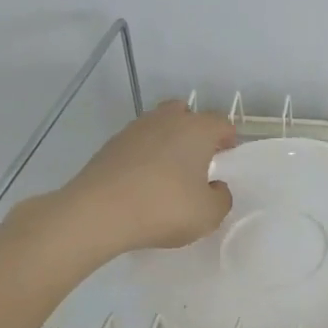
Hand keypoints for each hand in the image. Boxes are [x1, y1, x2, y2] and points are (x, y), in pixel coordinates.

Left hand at [53, 101, 235, 253]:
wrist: (99, 213)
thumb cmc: (165, 208)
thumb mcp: (209, 214)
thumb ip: (221, 198)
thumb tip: (215, 187)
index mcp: (197, 129)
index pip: (221, 123)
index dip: (228, 139)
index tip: (227, 158)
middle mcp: (166, 120)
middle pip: (186, 113)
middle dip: (195, 132)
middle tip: (199, 160)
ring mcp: (134, 130)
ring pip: (159, 126)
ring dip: (167, 142)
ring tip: (169, 173)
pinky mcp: (110, 146)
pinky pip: (137, 144)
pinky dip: (144, 156)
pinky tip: (143, 182)